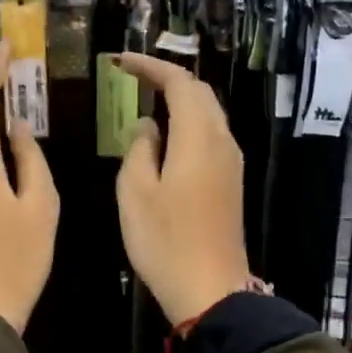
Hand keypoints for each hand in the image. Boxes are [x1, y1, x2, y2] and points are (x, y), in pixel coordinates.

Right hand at [114, 54, 250, 324]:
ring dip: (179, 102)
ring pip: (208, 115)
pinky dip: (187, 125)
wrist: (211, 290)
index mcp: (198, 138)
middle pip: (200, 93)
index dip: (150, 66)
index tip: (120, 62)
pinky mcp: (231, 183)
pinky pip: (210, 137)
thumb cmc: (165, 241)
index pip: (179, 83)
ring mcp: (231, 163)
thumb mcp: (136, 192)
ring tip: (145, 103)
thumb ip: (140, 149)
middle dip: (167, 79)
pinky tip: (165, 139)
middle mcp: (221, 142)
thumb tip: (148, 126)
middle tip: (132, 78)